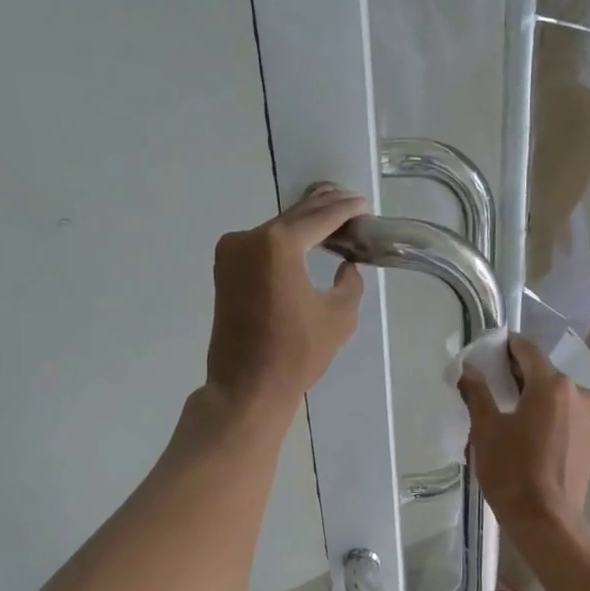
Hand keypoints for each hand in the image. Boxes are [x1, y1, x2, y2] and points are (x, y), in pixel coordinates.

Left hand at [206, 184, 367, 414]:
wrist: (247, 387)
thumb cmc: (297, 353)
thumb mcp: (339, 316)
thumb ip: (350, 282)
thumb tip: (346, 265)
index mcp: (278, 245)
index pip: (320, 218)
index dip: (345, 210)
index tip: (364, 205)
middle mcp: (248, 238)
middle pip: (294, 217)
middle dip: (323, 209)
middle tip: (351, 204)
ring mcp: (231, 253)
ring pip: (276, 229)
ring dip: (303, 224)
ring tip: (332, 220)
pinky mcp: (225, 270)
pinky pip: (261, 245)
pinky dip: (284, 241)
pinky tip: (304, 242)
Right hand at [458, 334, 589, 530]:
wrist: (547, 520)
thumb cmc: (513, 472)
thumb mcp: (486, 430)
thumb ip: (477, 393)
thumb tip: (468, 369)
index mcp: (552, 384)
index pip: (526, 349)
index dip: (504, 346)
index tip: (486, 353)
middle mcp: (578, 391)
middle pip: (542, 371)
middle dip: (516, 374)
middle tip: (489, 386)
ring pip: (555, 393)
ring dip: (532, 395)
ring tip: (507, 413)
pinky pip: (565, 412)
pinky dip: (547, 413)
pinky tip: (528, 432)